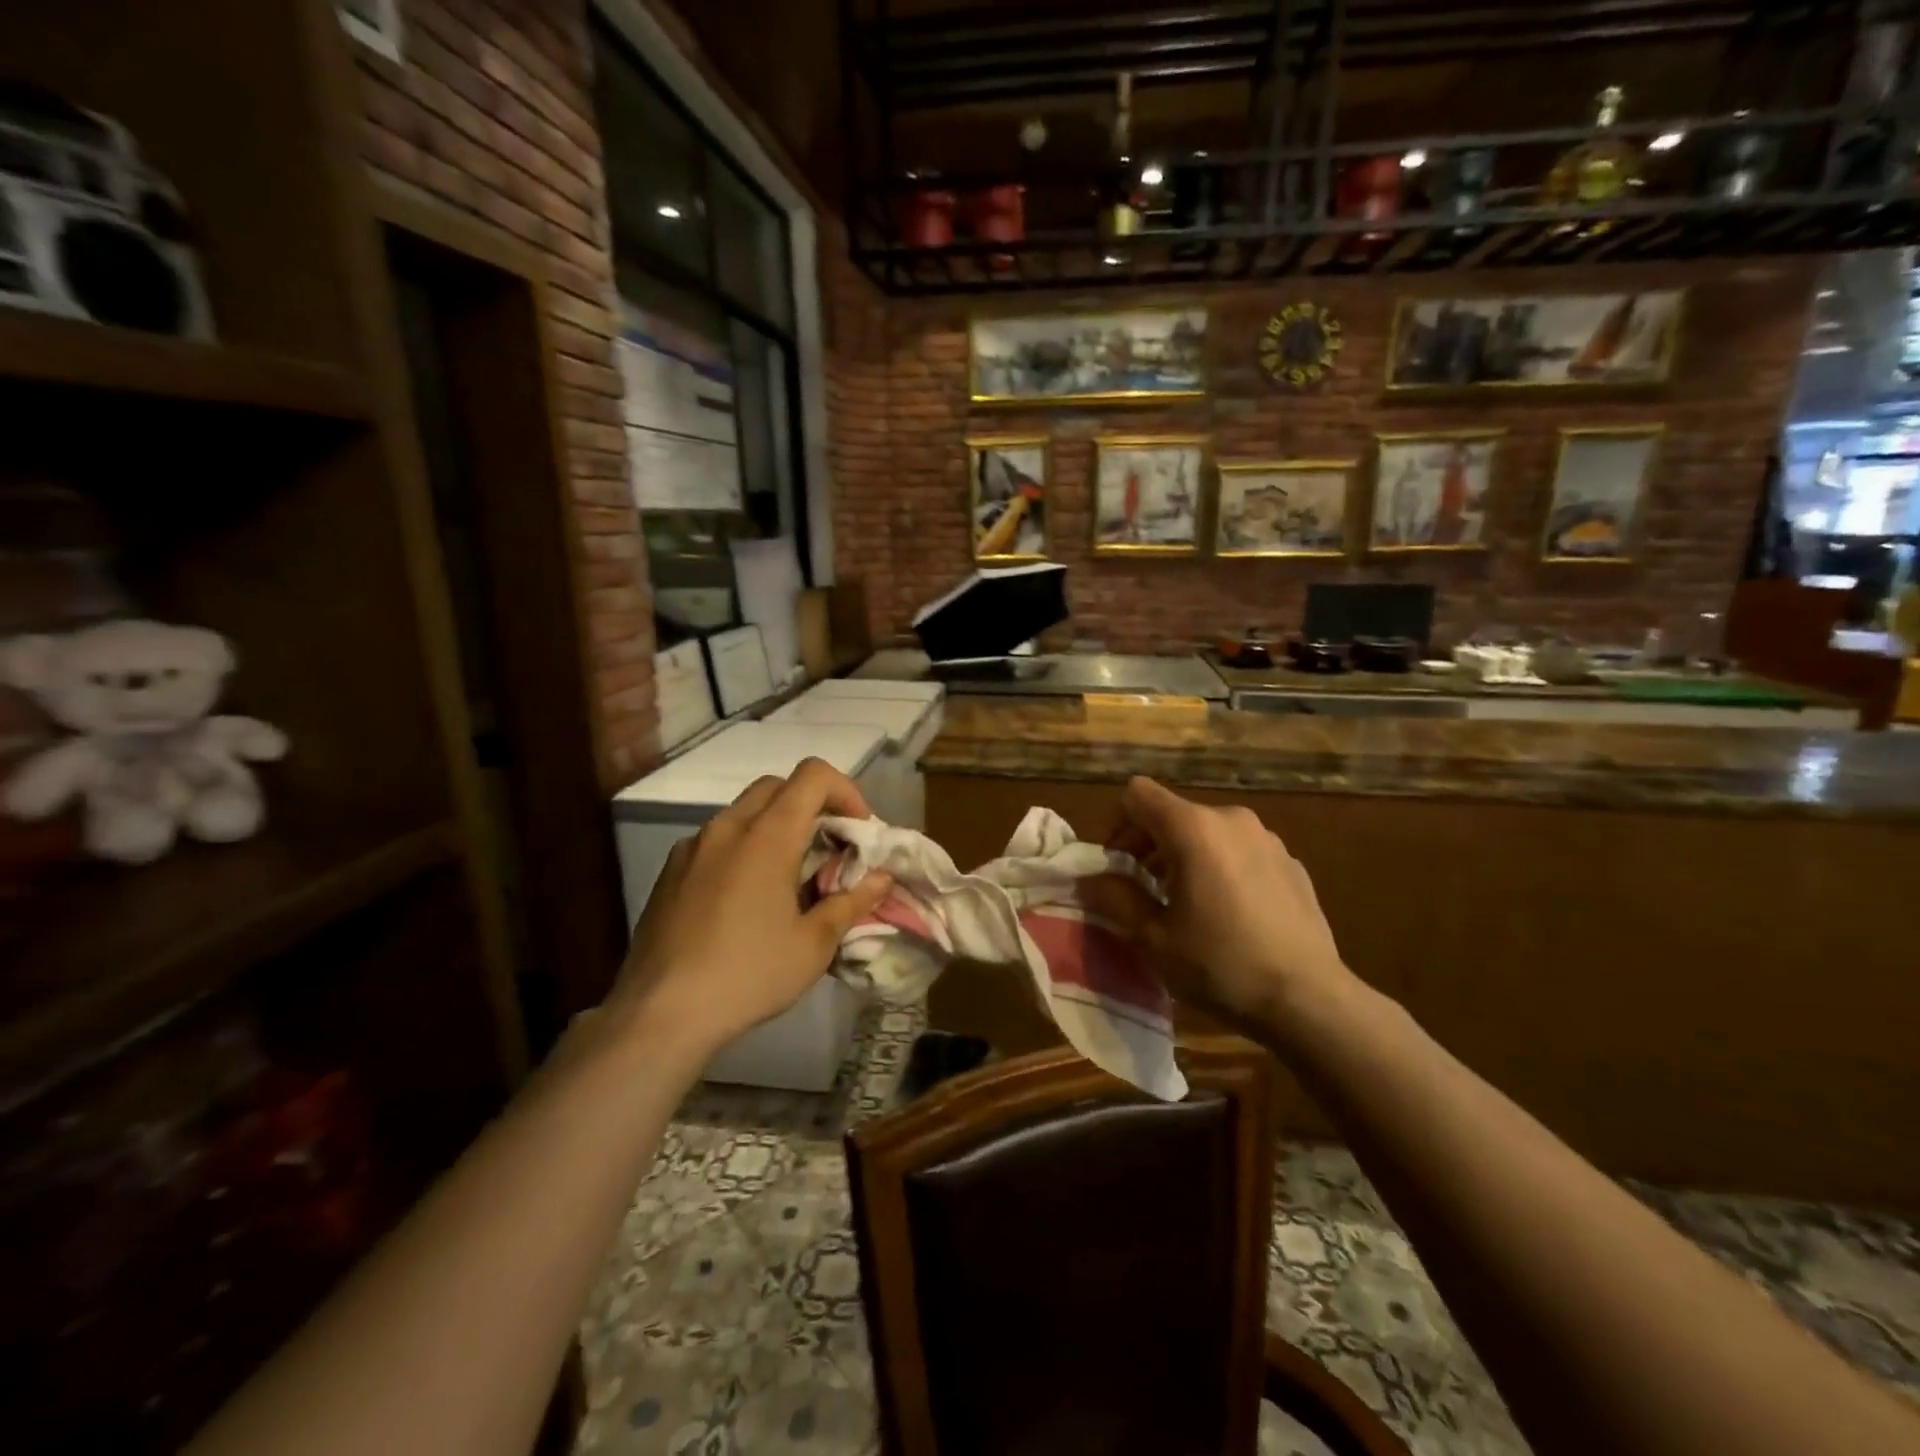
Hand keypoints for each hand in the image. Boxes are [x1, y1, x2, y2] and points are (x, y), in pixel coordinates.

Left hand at [610, 759, 892, 1057]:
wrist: (660, 1013)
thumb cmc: (748, 974)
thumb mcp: (813, 945)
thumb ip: (851, 902)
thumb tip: (881, 878)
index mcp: (767, 836)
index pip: (812, 775)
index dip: (845, 791)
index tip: (858, 830)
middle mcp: (727, 827)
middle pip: (778, 786)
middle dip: (812, 806)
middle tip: (829, 849)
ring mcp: (693, 847)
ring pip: (744, 811)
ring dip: (776, 826)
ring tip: (790, 876)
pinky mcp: (670, 871)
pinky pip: (717, 840)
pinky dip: (744, 847)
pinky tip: (746, 898)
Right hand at [1092, 777, 1355, 1035]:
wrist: (1310, 1000)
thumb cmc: (1221, 965)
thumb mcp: (1152, 937)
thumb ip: (1115, 897)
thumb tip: (1090, 878)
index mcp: (1193, 828)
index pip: (1137, 794)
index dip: (1117, 824)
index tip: (1117, 866)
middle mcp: (1231, 819)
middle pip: (1172, 813)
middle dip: (1148, 845)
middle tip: (1142, 891)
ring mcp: (1267, 838)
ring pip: (1207, 832)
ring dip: (1184, 857)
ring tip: (1185, 904)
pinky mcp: (1291, 862)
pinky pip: (1240, 851)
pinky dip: (1221, 868)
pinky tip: (1229, 915)